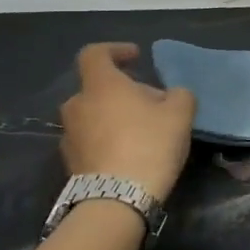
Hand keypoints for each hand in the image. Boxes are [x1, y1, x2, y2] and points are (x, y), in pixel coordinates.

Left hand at [60, 44, 196, 200]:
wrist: (117, 199)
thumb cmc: (149, 144)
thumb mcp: (180, 114)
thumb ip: (179, 95)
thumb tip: (172, 95)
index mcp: (101, 85)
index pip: (95, 53)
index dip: (115, 50)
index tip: (136, 57)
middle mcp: (77, 105)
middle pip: (98, 88)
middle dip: (123, 92)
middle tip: (151, 105)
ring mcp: (69, 135)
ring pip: (94, 115)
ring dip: (114, 117)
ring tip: (142, 133)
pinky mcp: (70, 162)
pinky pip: (90, 140)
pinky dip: (107, 140)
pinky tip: (130, 155)